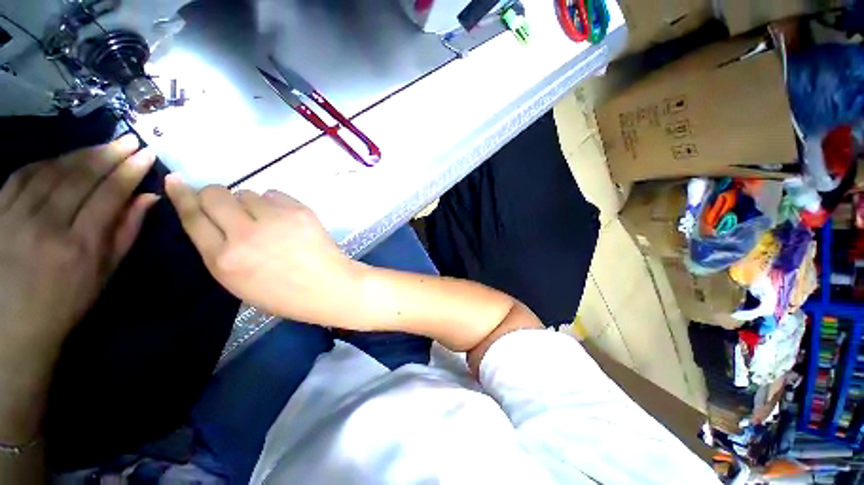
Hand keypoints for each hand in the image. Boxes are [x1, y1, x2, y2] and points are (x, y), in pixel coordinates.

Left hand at [0, 135, 156, 441]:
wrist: (14, 325)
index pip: (109, 194)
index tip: (146, 154)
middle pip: (80, 176)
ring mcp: (16, 215)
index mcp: (79, 245)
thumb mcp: (104, 273)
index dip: (129, 171)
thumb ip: (126, 232)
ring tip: (102, 145)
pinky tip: (63, 158)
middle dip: (108, 154)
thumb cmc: (66, 302)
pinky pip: (24, 174)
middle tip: (129, 139)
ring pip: (52, 170)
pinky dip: (48, 162)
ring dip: (80, 154)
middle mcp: (46, 225)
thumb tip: (148, 198)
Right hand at [165, 177, 364, 326]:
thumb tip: (212, 218)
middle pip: (216, 194)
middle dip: (217, 197)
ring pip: (248, 192)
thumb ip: (220, 251)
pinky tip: (286, 220)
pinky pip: (275, 194)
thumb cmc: (284, 293)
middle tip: (232, 210)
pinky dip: (275, 204)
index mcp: (224, 260)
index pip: (193, 217)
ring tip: (268, 223)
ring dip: (251, 204)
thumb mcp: (239, 282)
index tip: (175, 181)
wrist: (329, 286)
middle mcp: (245, 235)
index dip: (182, 196)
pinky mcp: (300, 211)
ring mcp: (275, 220)